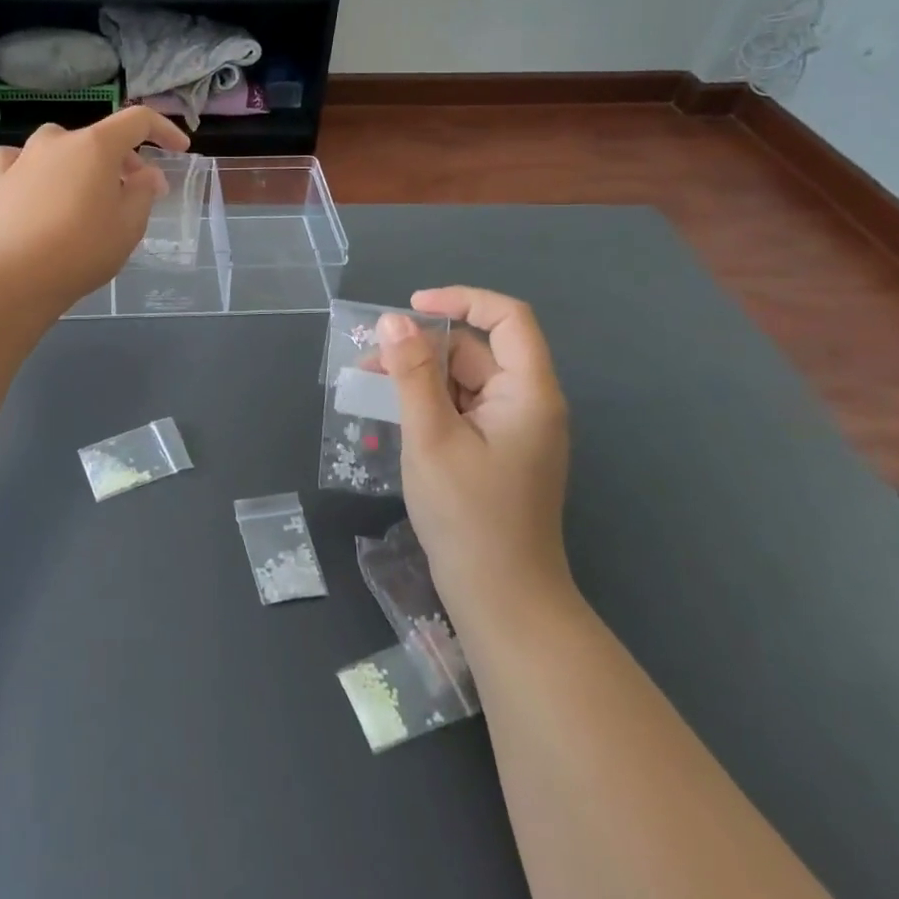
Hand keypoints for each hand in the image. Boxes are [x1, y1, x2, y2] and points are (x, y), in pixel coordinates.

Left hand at [0, 110, 189, 308]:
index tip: (179, 150)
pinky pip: (18, 160)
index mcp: (96, 145)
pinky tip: (35, 182)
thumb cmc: (85, 249)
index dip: (164, 131)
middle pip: (100, 138)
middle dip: (124, 160)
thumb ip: (144, 191)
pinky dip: (32, 166)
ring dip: (80, 161)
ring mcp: (25, 157)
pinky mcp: (0, 180)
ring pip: (60, 145)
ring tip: (87, 190)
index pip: (138, 121)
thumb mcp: (130, 224)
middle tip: (136, 191)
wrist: (21, 275)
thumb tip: (146, 174)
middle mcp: (59, 140)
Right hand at [377, 287, 573, 624]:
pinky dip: (430, 404)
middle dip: (424, 347)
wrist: (503, 599)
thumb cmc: (468, 515)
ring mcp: (514, 430)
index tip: (411, 307)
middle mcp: (528, 403)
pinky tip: (394, 416)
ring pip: (465, 380)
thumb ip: (412, 374)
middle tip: (370, 361)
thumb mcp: (431, 437)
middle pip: (477, 350)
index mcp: (528, 392)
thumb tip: (394, 320)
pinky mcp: (499, 451)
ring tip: (372, 387)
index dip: (461, 300)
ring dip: (421, 376)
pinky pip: (463, 409)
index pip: (507, 318)